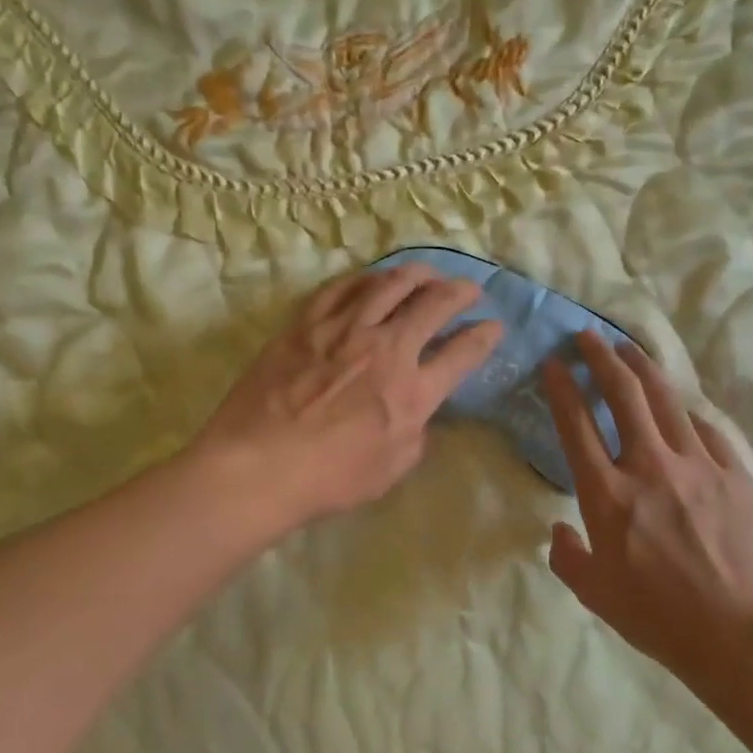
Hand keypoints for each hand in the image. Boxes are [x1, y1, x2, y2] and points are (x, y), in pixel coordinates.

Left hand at [187, 263, 502, 535]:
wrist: (258, 466)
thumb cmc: (329, 478)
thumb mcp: (391, 469)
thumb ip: (415, 435)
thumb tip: (418, 413)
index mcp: (412, 391)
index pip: (462, 353)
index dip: (484, 336)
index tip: (494, 326)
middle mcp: (386, 349)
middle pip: (433, 304)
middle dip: (460, 291)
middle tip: (469, 289)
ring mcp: (345, 329)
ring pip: (390, 284)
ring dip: (418, 274)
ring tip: (427, 273)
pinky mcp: (307, 323)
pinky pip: (342, 287)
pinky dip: (366, 279)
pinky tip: (373, 279)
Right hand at [542, 332, 752, 689]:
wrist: (741, 636)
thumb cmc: (658, 618)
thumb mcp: (595, 594)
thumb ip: (568, 556)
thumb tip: (560, 530)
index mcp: (608, 495)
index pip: (577, 424)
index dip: (561, 387)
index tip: (554, 362)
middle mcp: (650, 467)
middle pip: (623, 393)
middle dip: (600, 357)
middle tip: (588, 336)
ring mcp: (698, 465)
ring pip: (666, 399)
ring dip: (643, 368)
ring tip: (629, 348)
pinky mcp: (736, 474)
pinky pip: (708, 432)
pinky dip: (688, 415)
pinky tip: (682, 410)